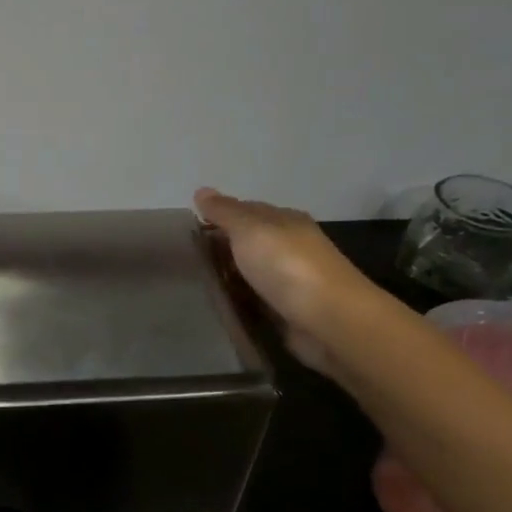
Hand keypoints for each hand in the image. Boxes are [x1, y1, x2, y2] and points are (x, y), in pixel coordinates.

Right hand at [193, 188, 381, 374]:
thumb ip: (224, 212)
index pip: (246, 211)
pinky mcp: (285, 311)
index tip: (187, 229)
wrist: (328, 321)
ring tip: (191, 283)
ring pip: (248, 273)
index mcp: (285, 221)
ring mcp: (288, 281)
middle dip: (219, 248)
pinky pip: (252, 301)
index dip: (217, 216)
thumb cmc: (287, 266)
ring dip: (225, 277)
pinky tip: (214, 306)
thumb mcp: (250, 229)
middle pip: (247, 243)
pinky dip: (235, 301)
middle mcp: (289, 247)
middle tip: (183, 259)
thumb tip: (201, 191)